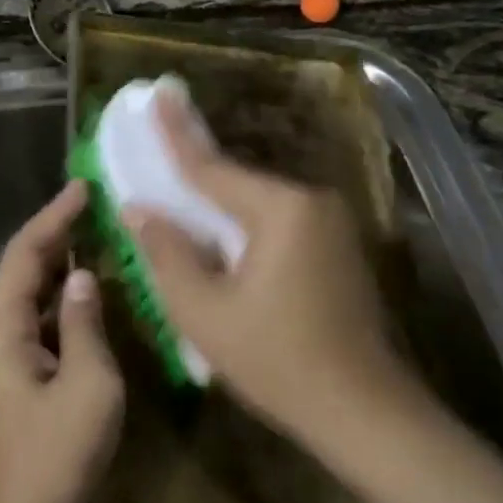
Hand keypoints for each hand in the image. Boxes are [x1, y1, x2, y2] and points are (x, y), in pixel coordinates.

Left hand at [0, 180, 124, 502]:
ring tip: (99, 233)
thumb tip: (87, 275)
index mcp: (2, 327)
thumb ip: (87, 322)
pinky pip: (42, 317)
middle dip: (57, 231)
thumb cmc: (57, 454)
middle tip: (96, 203)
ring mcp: (5, 354)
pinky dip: (66, 295)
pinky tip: (94, 288)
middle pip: (24, 267)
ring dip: (62, 261)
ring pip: (32, 292)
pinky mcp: (20, 373)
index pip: (26, 253)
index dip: (54, 216)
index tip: (83, 186)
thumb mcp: (89, 383)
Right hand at [127, 93, 405, 444]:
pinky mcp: (339, 246)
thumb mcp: (205, 313)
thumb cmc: (277, 362)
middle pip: (238, 183)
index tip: (157, 93)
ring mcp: (332, 224)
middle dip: (196, 175)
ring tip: (179, 201)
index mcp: (281, 210)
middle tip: (157, 153)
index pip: (212, 167)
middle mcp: (312, 202)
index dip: (176, 132)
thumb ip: (167, 253)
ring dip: (219, 206)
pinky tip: (221, 241)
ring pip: (258, 204)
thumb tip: (139, 209)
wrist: (363, 410)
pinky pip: (279, 222)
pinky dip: (245, 226)